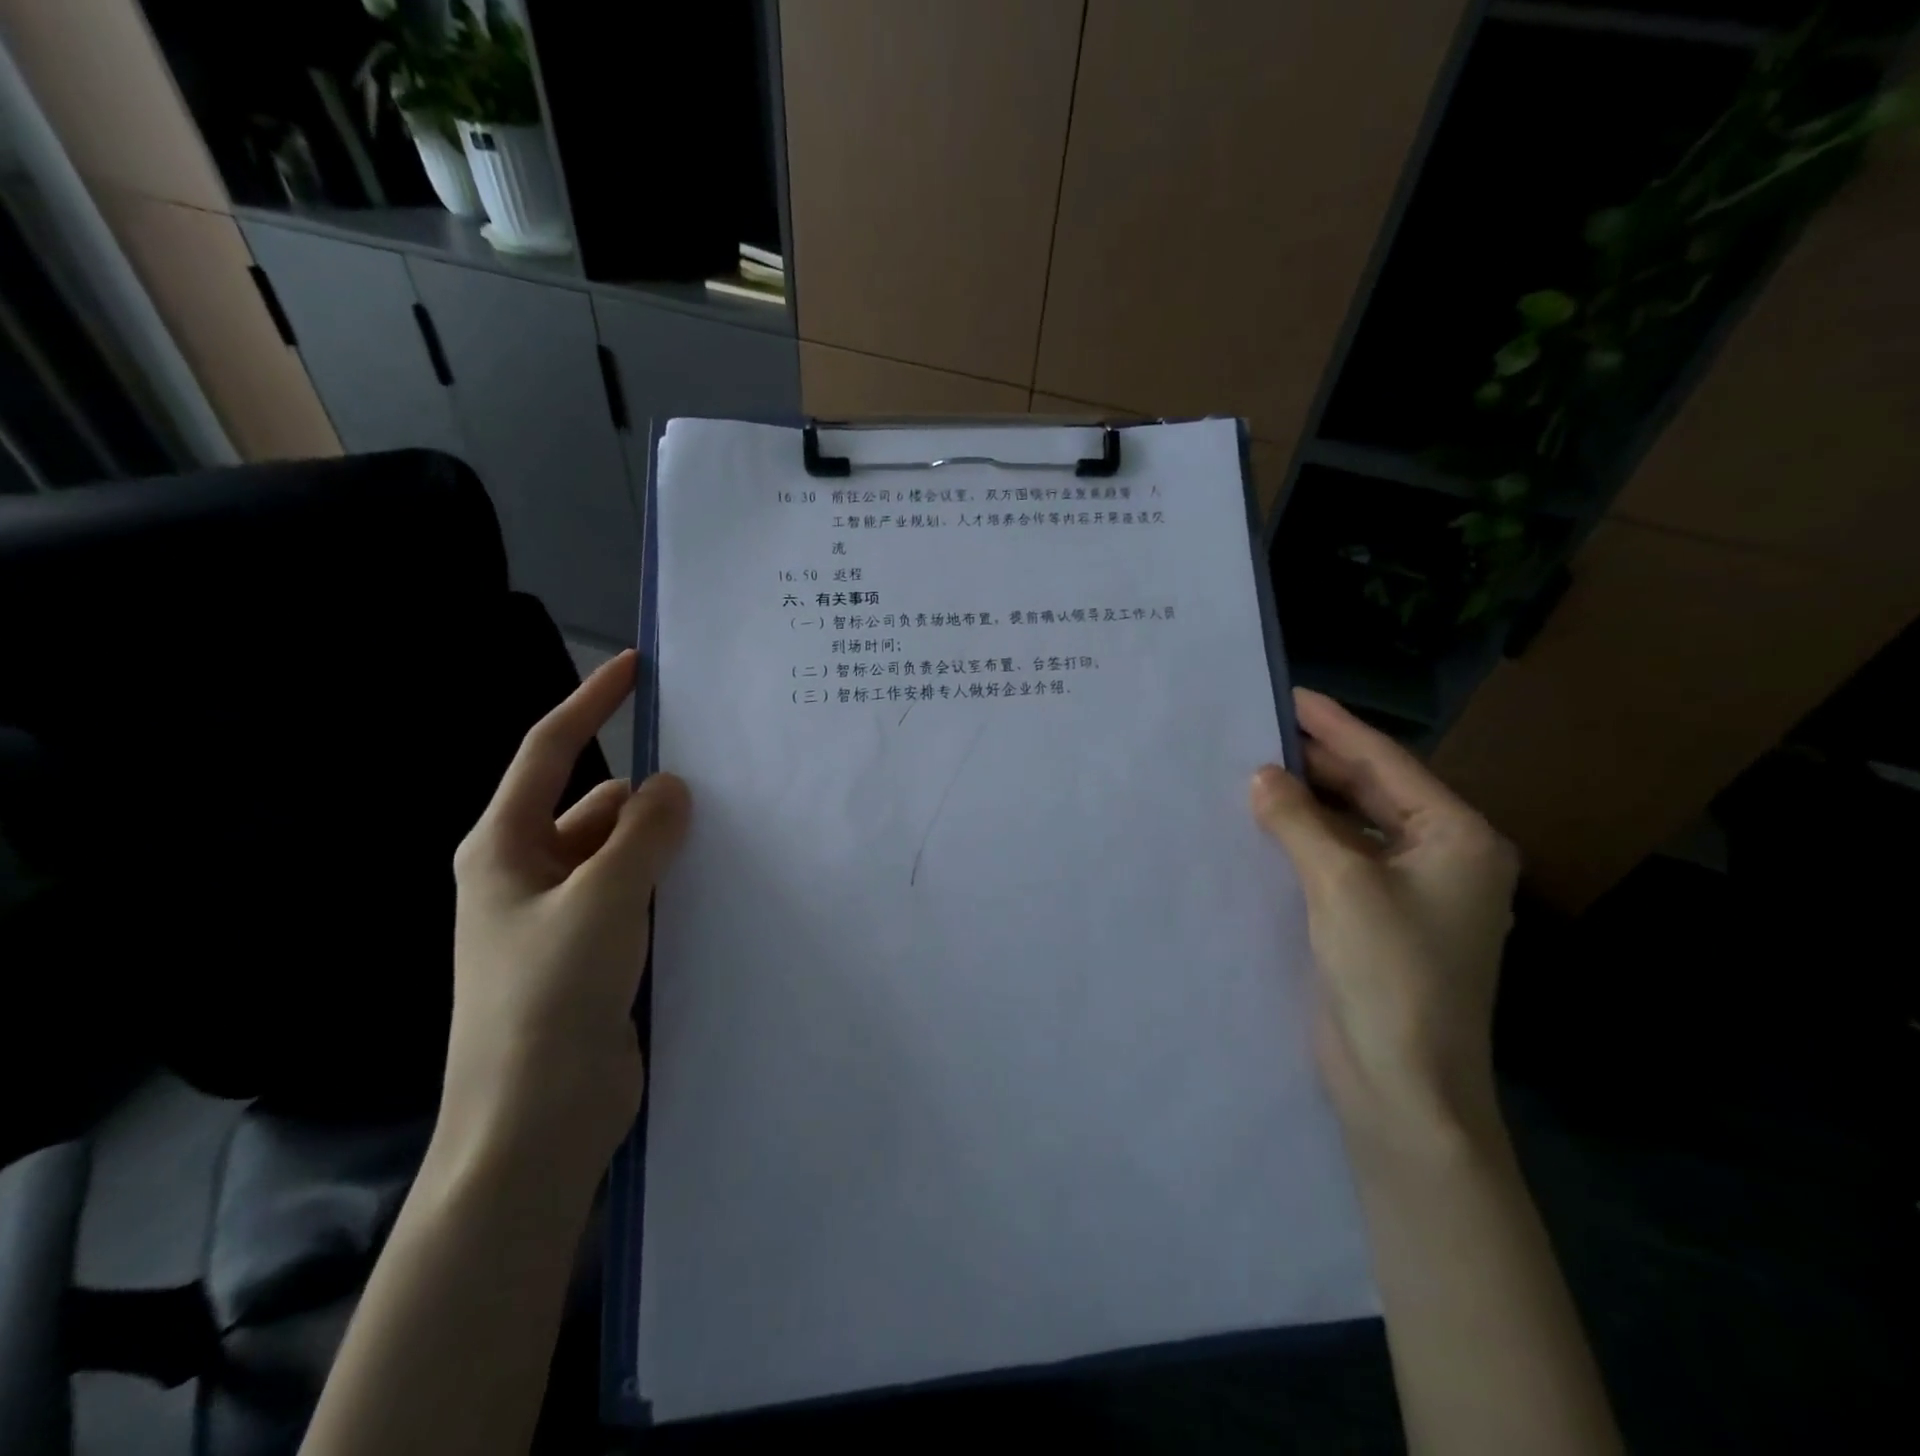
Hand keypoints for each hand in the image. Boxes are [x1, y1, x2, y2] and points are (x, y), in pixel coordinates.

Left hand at [443, 650, 690, 1192]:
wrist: (534, 1126)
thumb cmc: (549, 1000)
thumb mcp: (602, 901)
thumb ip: (643, 835)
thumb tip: (674, 785)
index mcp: (504, 848)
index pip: (549, 752)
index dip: (590, 703)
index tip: (636, 668)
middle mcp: (529, 874)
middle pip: (596, 805)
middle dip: (650, 793)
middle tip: (720, 778)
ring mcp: (562, 917)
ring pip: (622, 853)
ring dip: (664, 842)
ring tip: (730, 831)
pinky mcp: (594, 952)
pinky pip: (637, 894)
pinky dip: (669, 882)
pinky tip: (715, 885)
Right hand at [1251, 690, 1517, 1151]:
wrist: (1403, 1086)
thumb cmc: (1390, 976)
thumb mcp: (1341, 885)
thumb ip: (1299, 821)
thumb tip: (1262, 776)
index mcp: (1458, 839)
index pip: (1388, 764)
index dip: (1336, 726)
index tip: (1290, 694)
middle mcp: (1443, 857)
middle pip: (1373, 791)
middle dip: (1319, 762)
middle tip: (1259, 730)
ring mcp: (1413, 892)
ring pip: (1354, 826)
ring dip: (1309, 802)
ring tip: (1255, 769)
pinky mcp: (1381, 920)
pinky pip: (1341, 859)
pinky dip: (1307, 839)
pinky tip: (1268, 825)